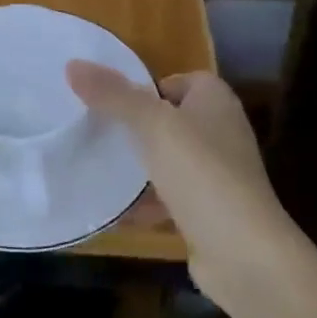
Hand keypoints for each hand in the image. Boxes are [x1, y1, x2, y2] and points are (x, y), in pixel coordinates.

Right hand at [66, 63, 299, 311]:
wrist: (243, 253)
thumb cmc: (201, 173)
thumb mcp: (152, 125)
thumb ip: (113, 95)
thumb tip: (73, 64)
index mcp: (216, 101)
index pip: (179, 80)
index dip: (147, 87)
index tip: (112, 101)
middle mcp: (222, 132)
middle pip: (171, 120)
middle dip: (136, 127)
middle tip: (97, 131)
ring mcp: (218, 174)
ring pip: (169, 160)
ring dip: (139, 166)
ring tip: (99, 167)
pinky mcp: (210, 212)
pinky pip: (171, 198)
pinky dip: (147, 203)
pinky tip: (116, 211)